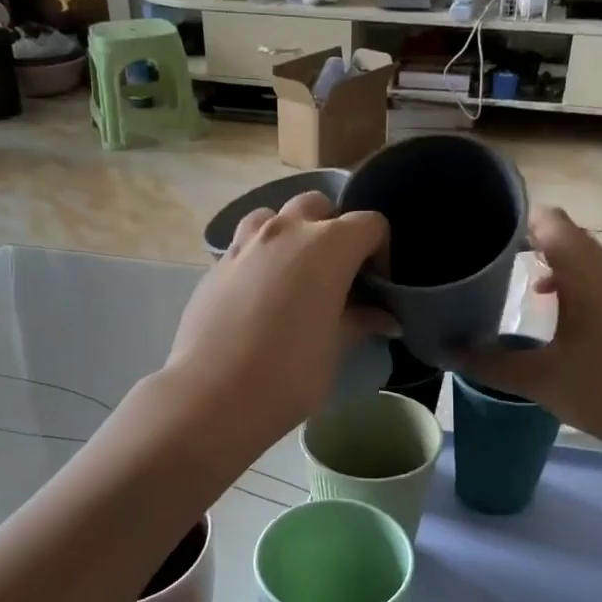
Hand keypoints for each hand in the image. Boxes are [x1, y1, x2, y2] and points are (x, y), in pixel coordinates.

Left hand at [162, 193, 395, 445]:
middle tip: (337, 274)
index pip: (369, 224)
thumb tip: (387, 318)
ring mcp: (244, 244)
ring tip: (294, 274)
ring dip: (291, 234)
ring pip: (274, 216)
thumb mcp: (336, 348)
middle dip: (334, 230)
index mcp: (327, 245)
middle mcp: (285, 231)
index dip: (380, 252)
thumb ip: (361, 322)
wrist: (215, 394)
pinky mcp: (216, 266)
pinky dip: (260, 257)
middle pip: (318, 206)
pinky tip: (260, 295)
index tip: (376, 286)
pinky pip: (245, 245)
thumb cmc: (291, 373)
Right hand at [461, 206, 601, 460]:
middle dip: (528, 239)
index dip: (516, 220)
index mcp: (583, 275)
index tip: (482, 231)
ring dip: (551, 260)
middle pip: (566, 235)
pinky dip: (569, 281)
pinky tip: (551, 310)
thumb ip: (489, 363)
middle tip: (489, 256)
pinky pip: (594, 278)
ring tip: (517, 278)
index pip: (550, 222)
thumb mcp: (538, 379)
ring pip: (582, 257)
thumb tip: (446, 350)